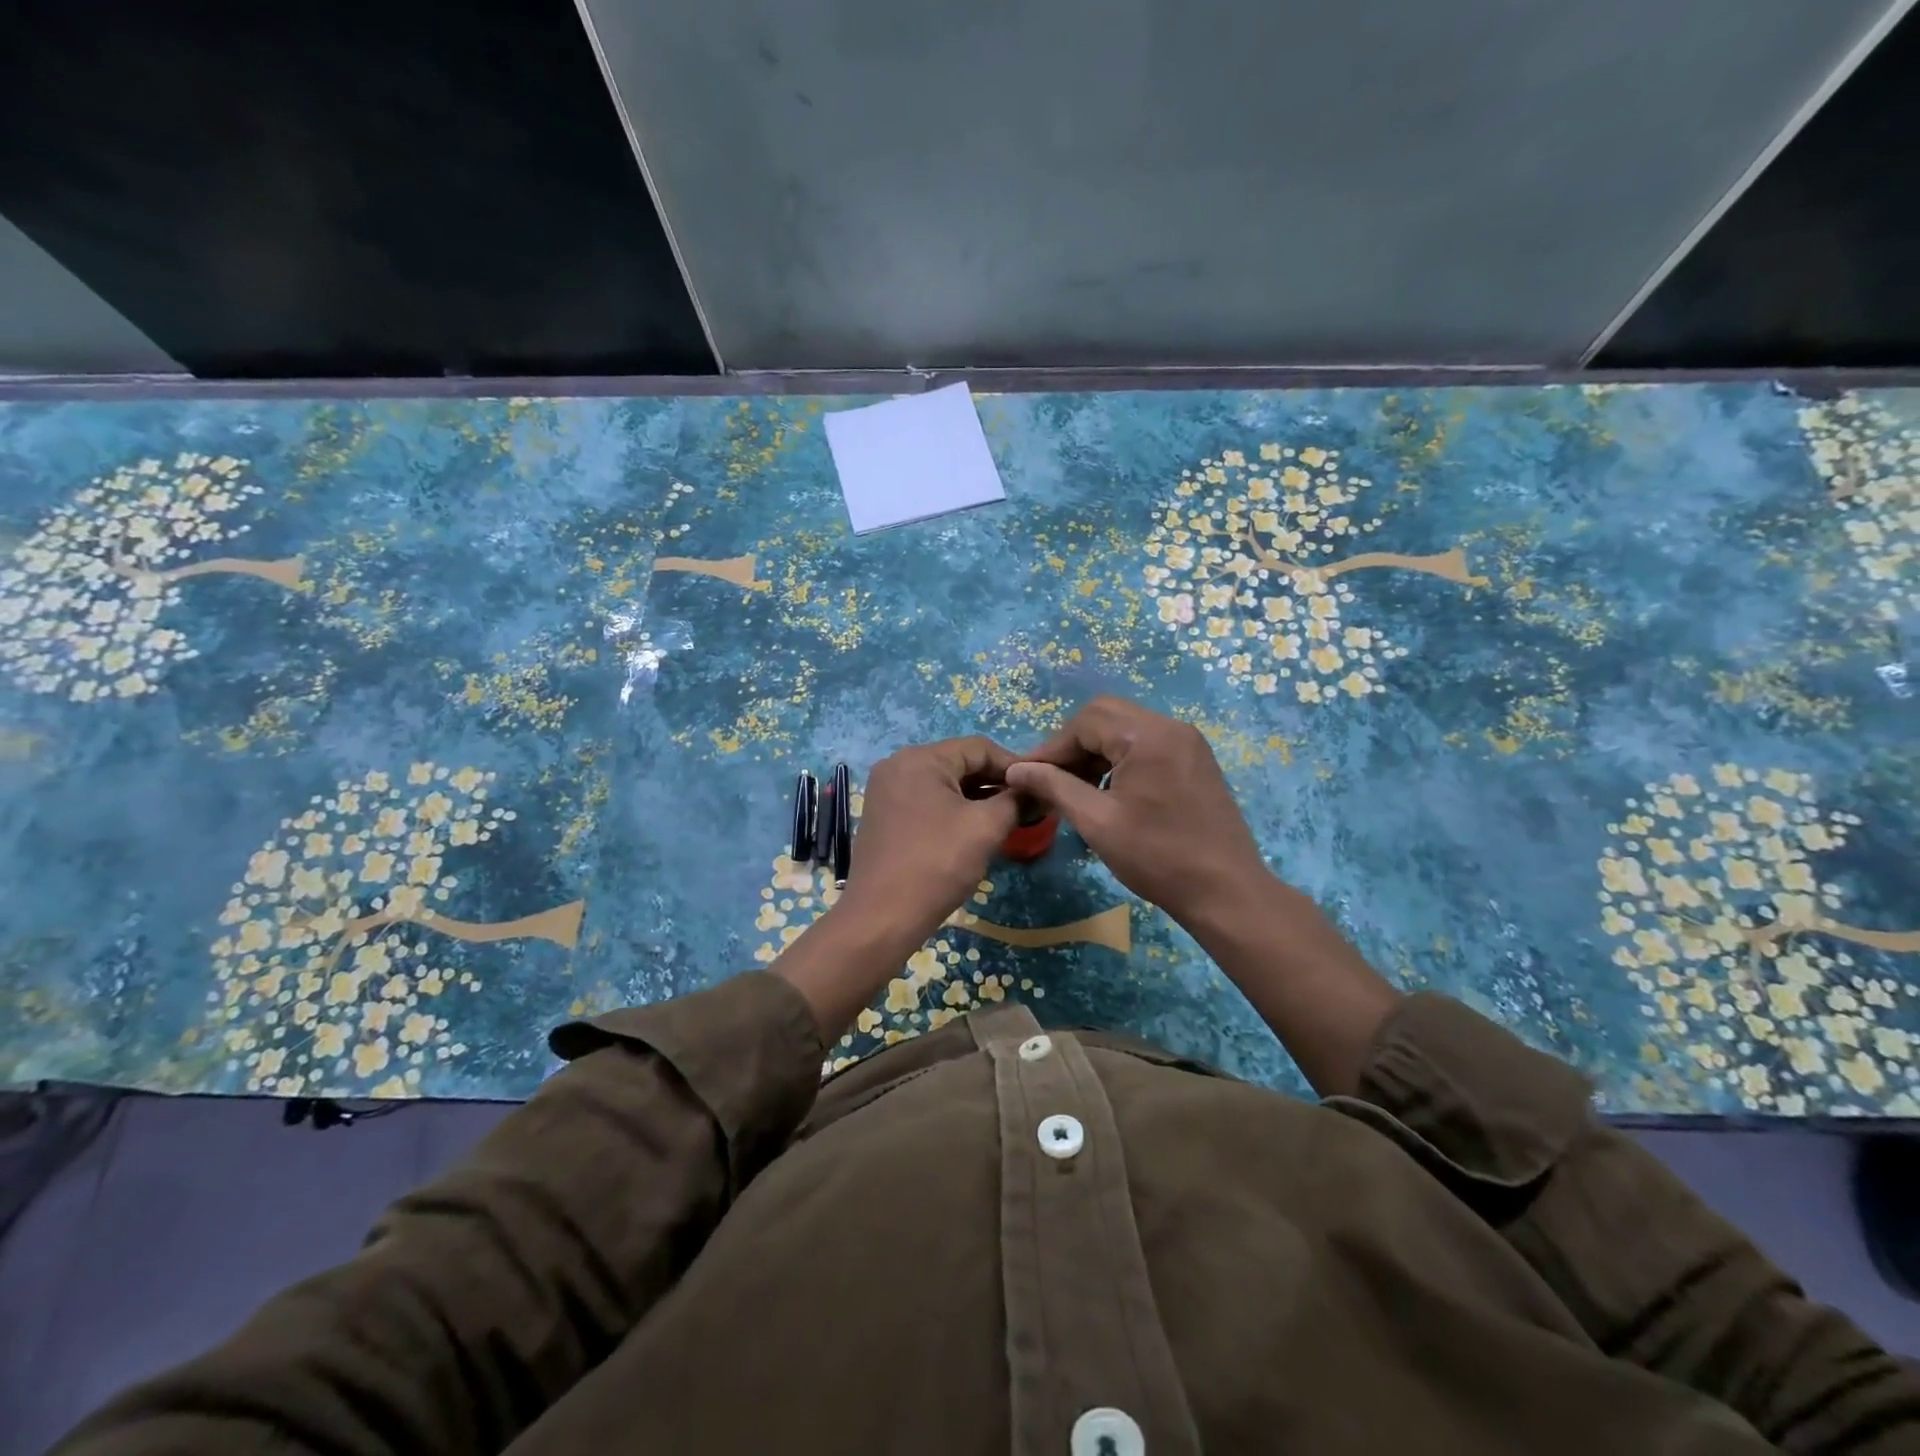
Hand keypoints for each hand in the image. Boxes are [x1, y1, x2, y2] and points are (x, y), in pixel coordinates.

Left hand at [841, 736, 1022, 946]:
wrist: (882, 917)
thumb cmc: (937, 864)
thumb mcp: (986, 828)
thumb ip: (1015, 800)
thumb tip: (1037, 789)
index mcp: (919, 758)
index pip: (979, 747)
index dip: (1014, 765)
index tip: (1040, 787)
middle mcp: (898, 765)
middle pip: (960, 763)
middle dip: (995, 783)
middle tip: (1027, 806)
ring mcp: (887, 791)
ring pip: (944, 784)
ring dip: (977, 798)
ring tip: (1007, 820)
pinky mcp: (884, 815)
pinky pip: (927, 801)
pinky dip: (954, 810)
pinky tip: (974, 830)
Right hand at [1010, 696, 1399, 1095]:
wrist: (1226, 892)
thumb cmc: (1157, 857)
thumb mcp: (1097, 822)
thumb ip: (1054, 787)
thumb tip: (1015, 769)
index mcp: (1148, 736)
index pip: (1085, 721)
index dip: (1051, 748)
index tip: (1027, 777)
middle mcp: (1171, 727)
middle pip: (1106, 715)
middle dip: (1073, 744)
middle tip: (1051, 778)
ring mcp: (1188, 742)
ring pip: (1126, 727)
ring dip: (1096, 749)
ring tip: (1075, 786)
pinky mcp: (1196, 759)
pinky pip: (1147, 743)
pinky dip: (1120, 757)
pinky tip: (1108, 789)